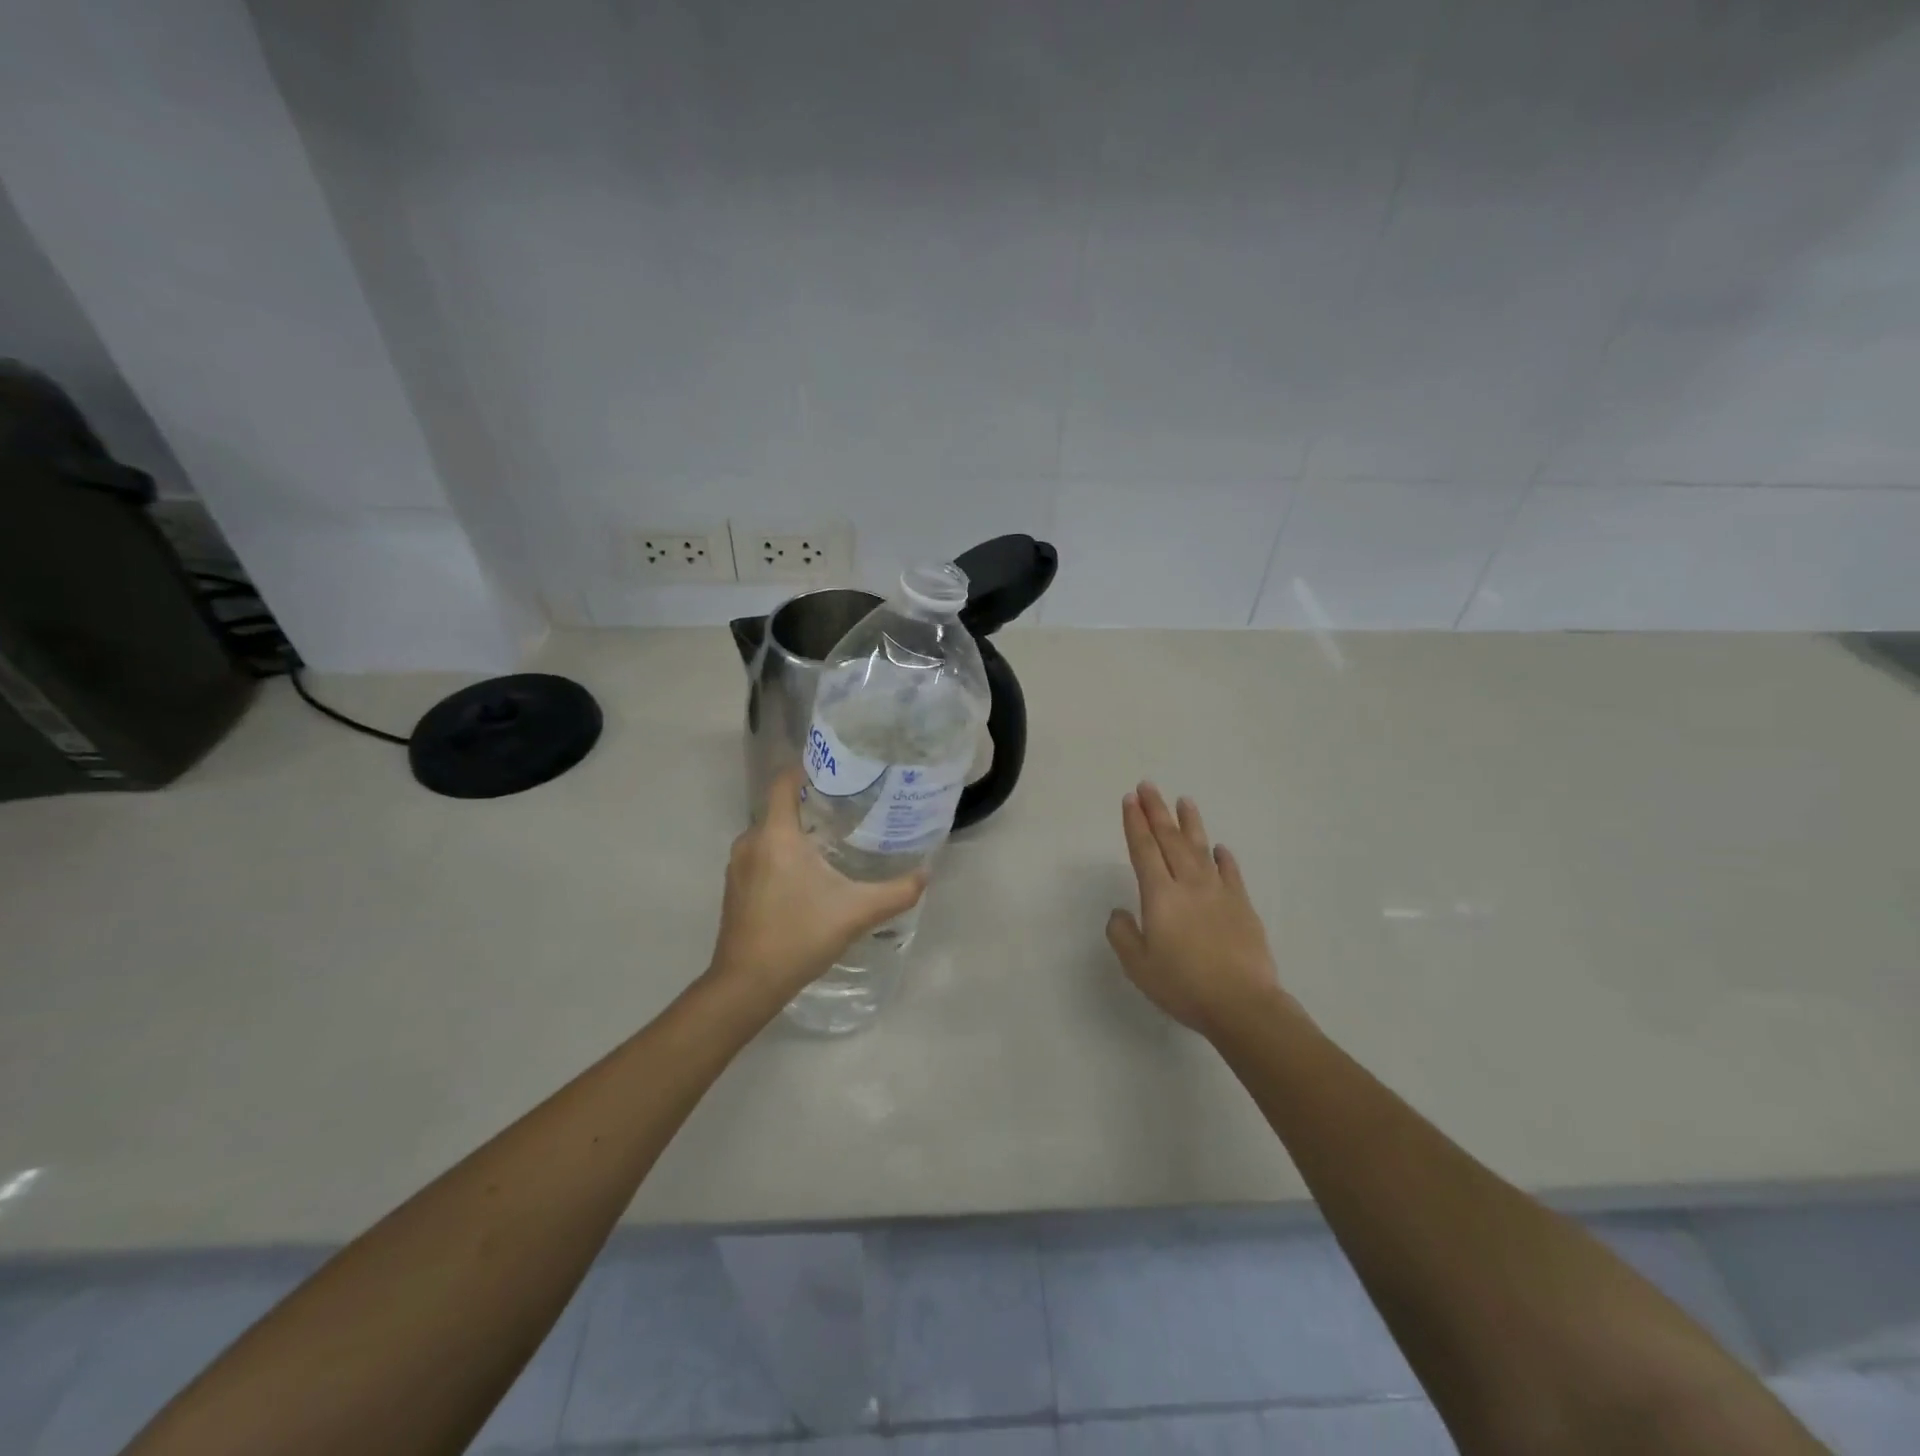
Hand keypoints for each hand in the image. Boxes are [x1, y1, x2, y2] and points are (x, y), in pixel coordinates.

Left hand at [708, 768, 928, 1011]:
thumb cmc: (800, 935)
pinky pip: (760, 856)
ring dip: (796, 833)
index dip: (806, 769)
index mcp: (776, 835)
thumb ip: (897, 891)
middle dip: (810, 804)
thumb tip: (927, 873)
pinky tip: (807, 875)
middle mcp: (750, 842)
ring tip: (832, 840)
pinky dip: (782, 855)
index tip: (836, 771)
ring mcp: (737, 867)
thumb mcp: (857, 912)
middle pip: (779, 808)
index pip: (783, 782)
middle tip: (848, 808)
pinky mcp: (734, 889)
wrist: (747, 985)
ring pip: (770, 834)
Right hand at [1107, 783, 1293, 1037]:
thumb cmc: (1183, 986)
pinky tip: (1219, 848)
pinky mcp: (1242, 906)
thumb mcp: (1138, 966)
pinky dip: (1223, 857)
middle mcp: (1188, 885)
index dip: (1135, 823)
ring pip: (1200, 849)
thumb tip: (1120, 912)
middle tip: (1148, 786)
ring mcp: (1219, 892)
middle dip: (1156, 811)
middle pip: (1169, 840)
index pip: (1143, 850)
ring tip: (1184, 800)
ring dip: (1190, 823)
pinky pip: (1231, 873)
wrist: (1242, 1004)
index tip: (1130, 799)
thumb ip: (1123, 935)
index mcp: (1160, 896)